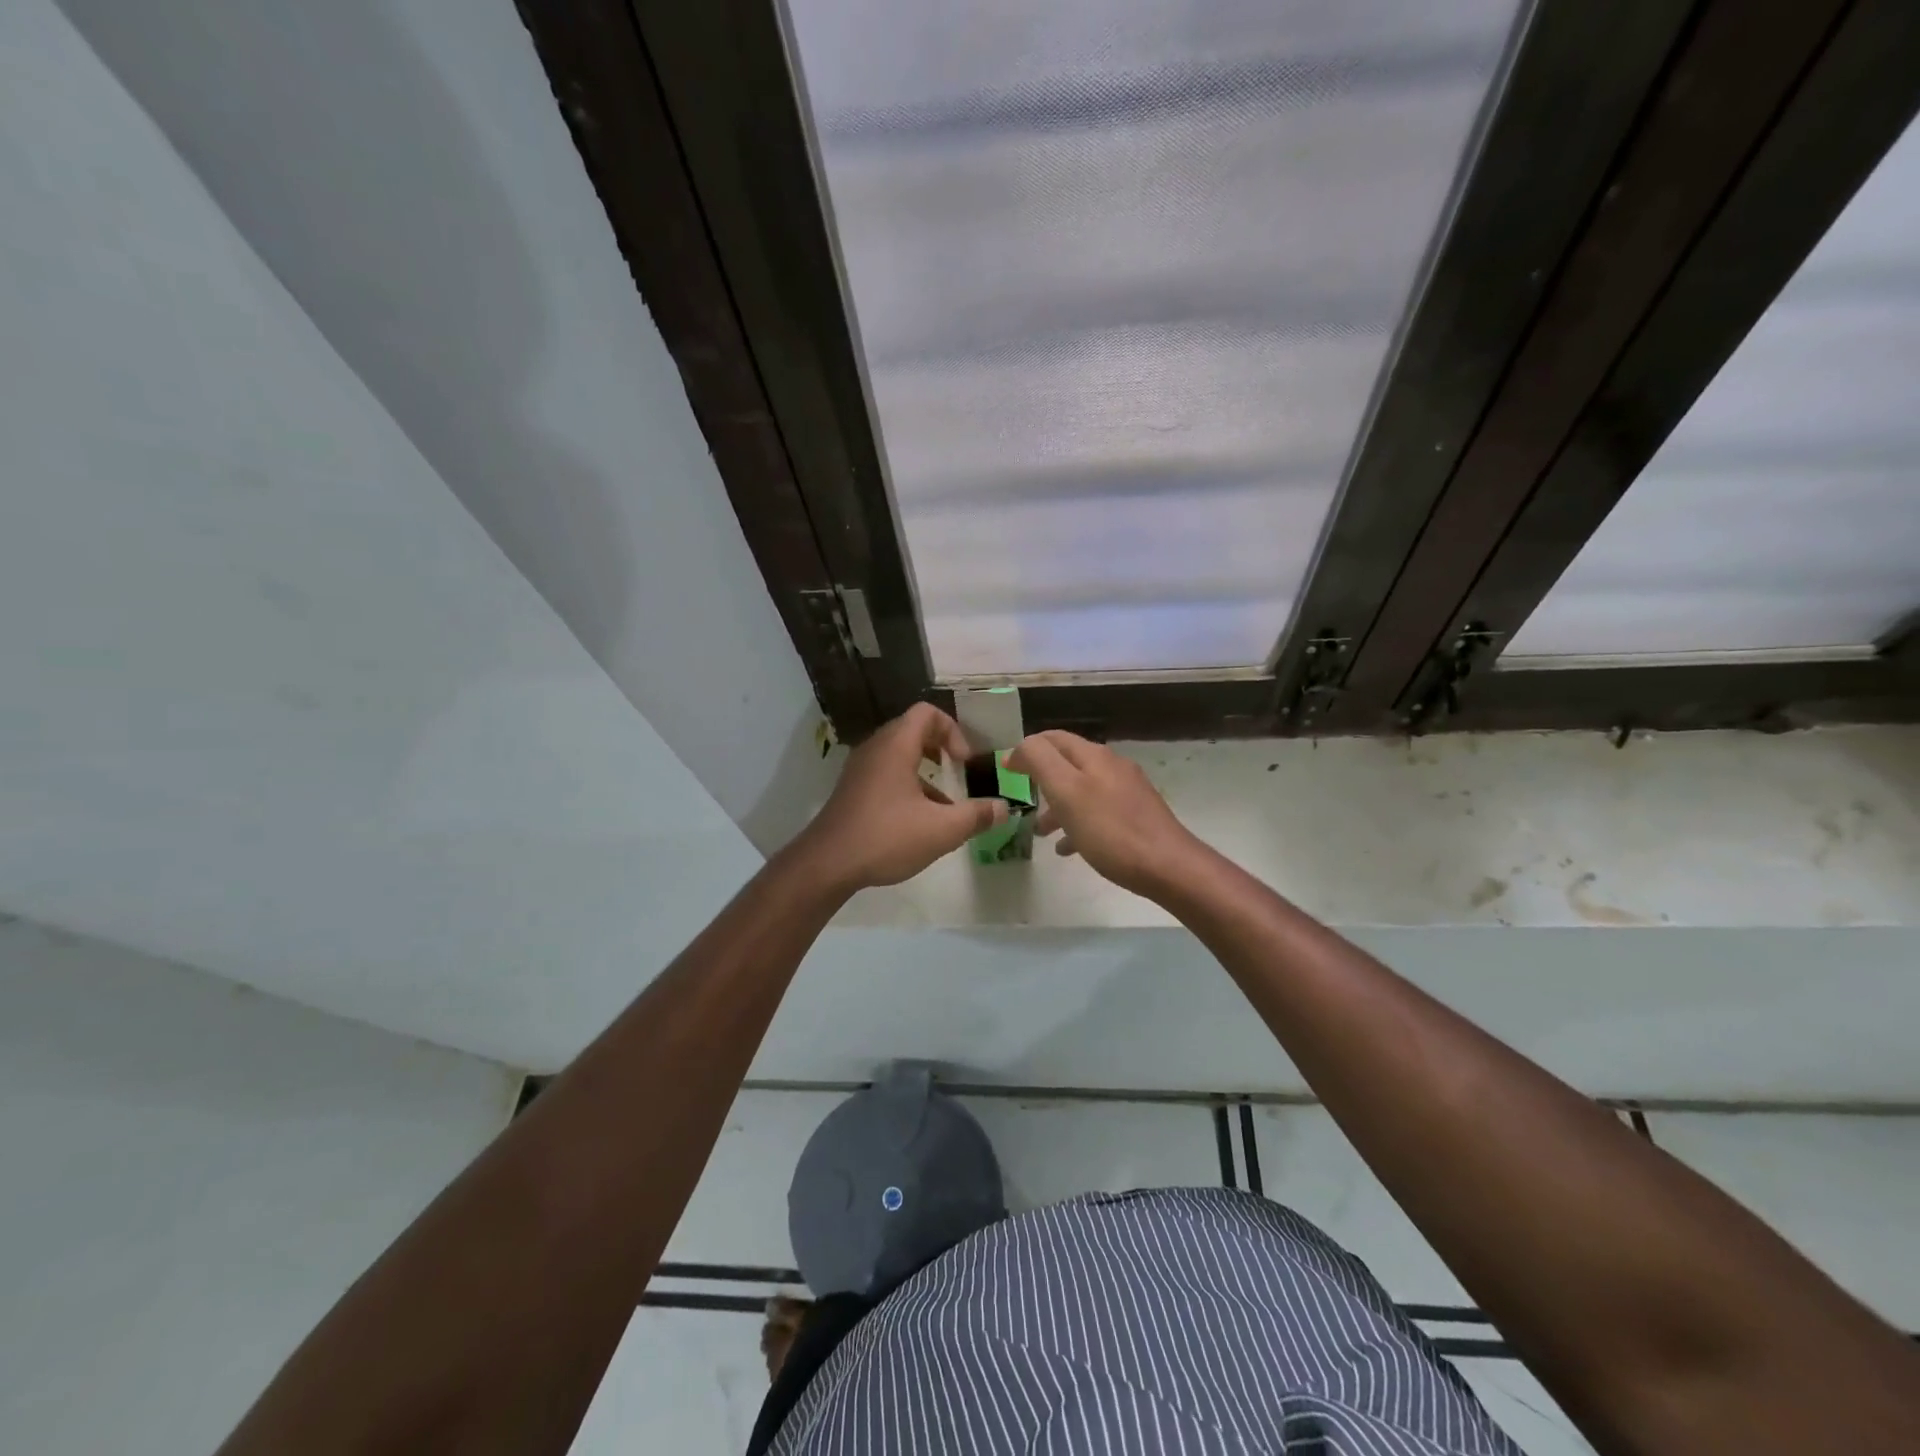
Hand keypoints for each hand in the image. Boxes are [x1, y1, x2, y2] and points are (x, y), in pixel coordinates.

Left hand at [799, 703, 1005, 892]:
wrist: (826, 864)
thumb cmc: (886, 837)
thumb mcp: (941, 830)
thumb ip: (976, 816)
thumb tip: (1004, 808)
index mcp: (896, 746)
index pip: (927, 713)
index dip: (953, 730)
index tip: (964, 762)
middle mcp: (875, 749)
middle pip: (913, 730)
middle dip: (941, 748)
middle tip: (958, 772)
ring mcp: (860, 769)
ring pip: (899, 755)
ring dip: (925, 771)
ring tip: (944, 803)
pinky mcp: (852, 790)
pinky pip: (886, 774)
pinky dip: (907, 785)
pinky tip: (919, 822)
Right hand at [1007, 730, 1200, 897]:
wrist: (1169, 866)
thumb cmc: (1111, 830)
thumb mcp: (1066, 791)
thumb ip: (1040, 761)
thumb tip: (1021, 747)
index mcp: (1094, 756)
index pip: (1053, 738)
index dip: (1027, 750)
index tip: (1005, 771)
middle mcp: (1111, 766)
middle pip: (1068, 763)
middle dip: (1041, 778)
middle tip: (1020, 799)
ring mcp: (1127, 791)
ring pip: (1081, 790)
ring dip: (1057, 806)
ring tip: (1040, 831)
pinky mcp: (1136, 816)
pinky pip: (1097, 813)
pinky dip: (1077, 824)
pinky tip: (1069, 848)